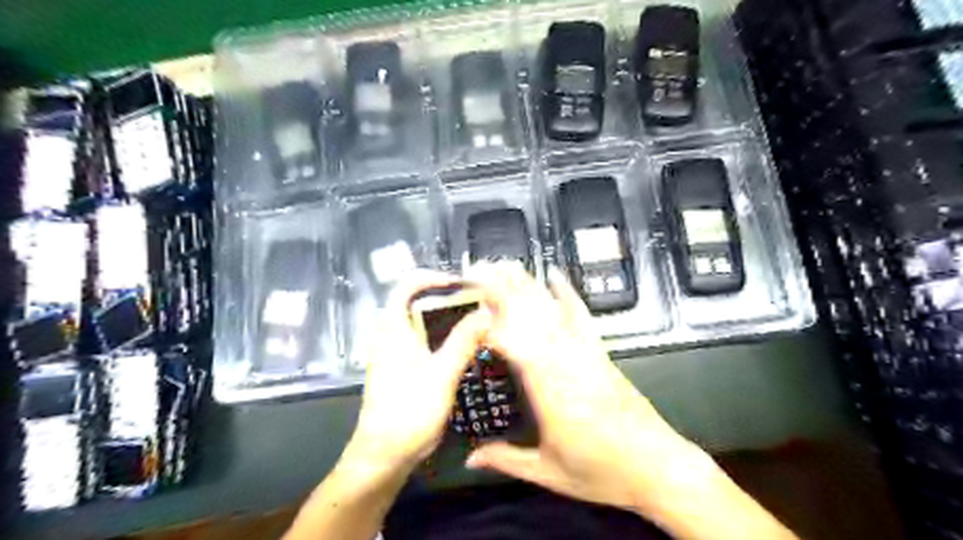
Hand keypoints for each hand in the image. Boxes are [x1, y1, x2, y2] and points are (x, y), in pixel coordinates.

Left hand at [340, 272, 489, 475]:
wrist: (384, 454)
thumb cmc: (409, 411)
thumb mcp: (442, 373)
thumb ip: (464, 340)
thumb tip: (486, 311)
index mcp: (393, 328)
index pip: (407, 285)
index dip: (433, 277)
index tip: (461, 283)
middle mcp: (390, 333)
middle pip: (415, 301)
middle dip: (446, 296)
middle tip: (476, 300)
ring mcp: (393, 351)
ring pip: (420, 320)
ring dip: (445, 315)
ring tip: (475, 318)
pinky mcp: (400, 366)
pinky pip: (421, 338)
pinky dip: (441, 333)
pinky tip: (463, 345)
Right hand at [463, 264, 716, 515]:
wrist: (659, 467)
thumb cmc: (603, 473)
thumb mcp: (548, 473)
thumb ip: (506, 460)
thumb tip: (471, 460)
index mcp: (551, 393)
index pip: (512, 345)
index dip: (486, 325)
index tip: (464, 311)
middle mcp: (567, 364)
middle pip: (530, 317)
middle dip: (501, 290)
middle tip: (476, 271)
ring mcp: (586, 353)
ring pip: (552, 311)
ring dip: (528, 285)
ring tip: (505, 265)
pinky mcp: (600, 352)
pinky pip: (582, 316)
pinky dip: (568, 292)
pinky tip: (556, 275)